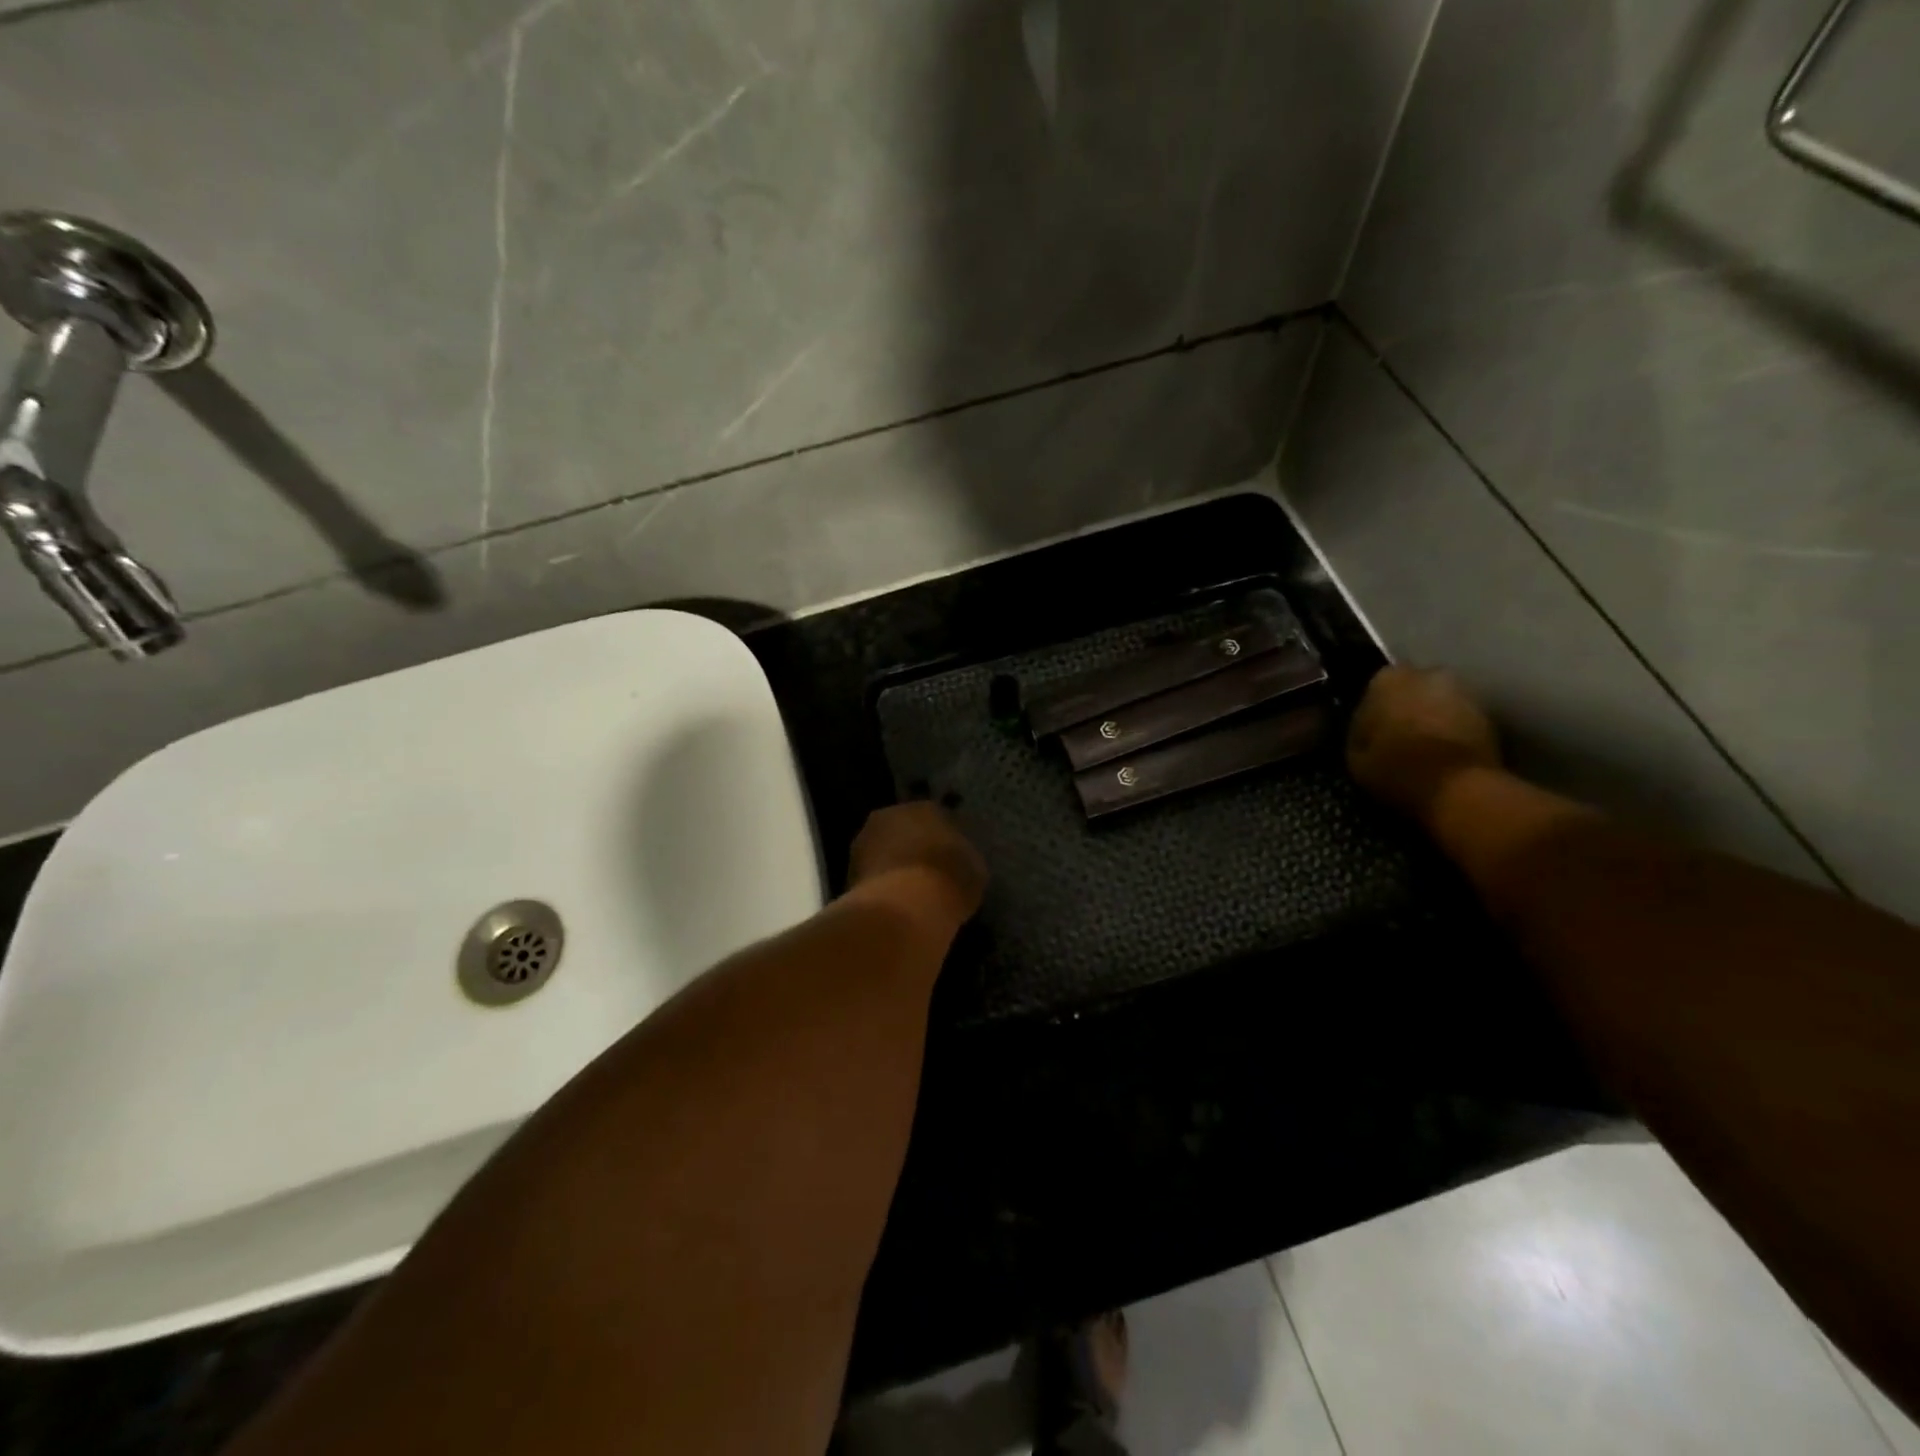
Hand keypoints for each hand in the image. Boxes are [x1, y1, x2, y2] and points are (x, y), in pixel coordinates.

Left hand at [846, 801, 988, 929]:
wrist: (906, 907)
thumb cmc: (949, 880)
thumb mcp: (974, 870)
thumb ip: (964, 858)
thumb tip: (959, 862)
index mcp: (926, 807)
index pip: (937, 816)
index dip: (944, 838)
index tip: (950, 857)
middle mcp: (891, 815)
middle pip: (904, 829)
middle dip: (913, 846)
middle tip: (927, 871)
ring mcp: (865, 841)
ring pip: (883, 850)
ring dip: (893, 864)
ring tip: (908, 890)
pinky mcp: (848, 870)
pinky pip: (872, 874)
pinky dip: (881, 884)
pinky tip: (893, 902)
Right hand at [1346, 665, 1500, 820]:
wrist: (1458, 788)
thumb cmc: (1395, 767)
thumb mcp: (1355, 755)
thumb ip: (1360, 732)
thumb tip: (1367, 729)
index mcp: (1387, 680)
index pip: (1373, 689)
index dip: (1372, 712)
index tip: (1370, 732)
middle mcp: (1428, 675)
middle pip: (1412, 690)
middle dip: (1406, 708)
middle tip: (1397, 738)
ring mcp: (1464, 693)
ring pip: (1438, 704)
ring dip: (1432, 719)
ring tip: (1422, 749)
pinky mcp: (1490, 716)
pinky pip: (1461, 721)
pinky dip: (1453, 733)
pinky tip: (1442, 756)